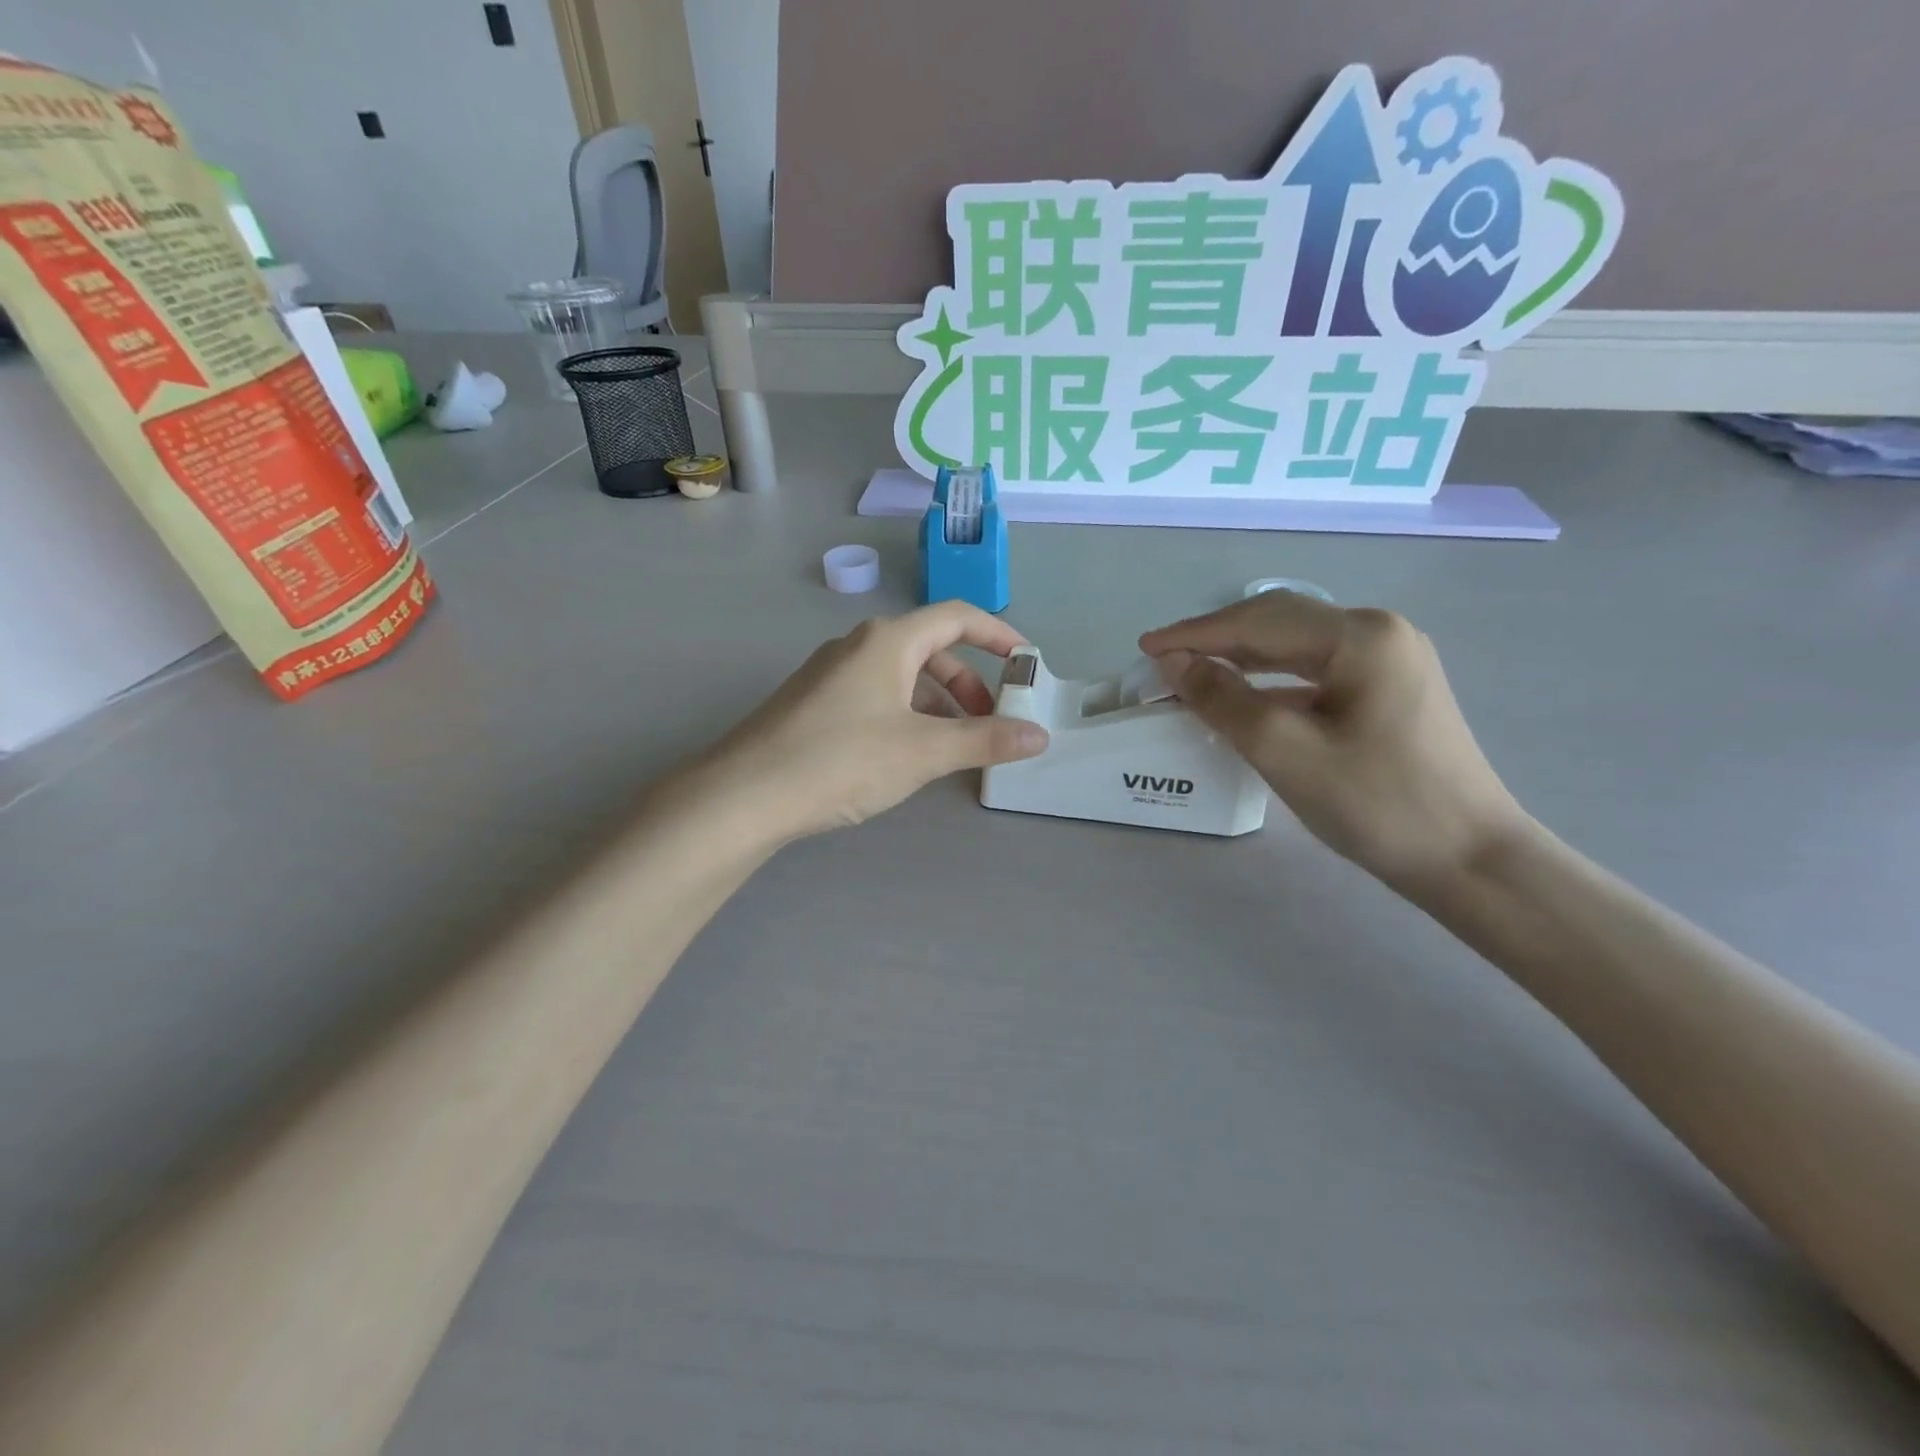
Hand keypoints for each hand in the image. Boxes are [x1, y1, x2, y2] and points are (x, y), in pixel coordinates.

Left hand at [698, 602, 1049, 842]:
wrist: (743, 795)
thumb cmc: (841, 760)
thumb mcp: (922, 751)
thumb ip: (985, 740)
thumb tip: (1038, 736)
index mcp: (888, 640)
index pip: (957, 618)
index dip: (999, 636)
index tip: (1027, 665)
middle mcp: (858, 645)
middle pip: (930, 649)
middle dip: (968, 684)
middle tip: (990, 723)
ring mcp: (830, 674)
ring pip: (901, 677)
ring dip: (937, 704)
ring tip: (952, 747)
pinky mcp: (812, 703)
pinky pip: (875, 696)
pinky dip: (905, 715)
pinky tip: (904, 755)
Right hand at [1140, 592, 1526, 891]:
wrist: (1470, 860)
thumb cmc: (1377, 804)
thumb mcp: (1285, 751)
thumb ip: (1223, 700)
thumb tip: (1175, 663)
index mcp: (1360, 636)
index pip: (1258, 622)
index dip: (1195, 634)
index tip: (1144, 648)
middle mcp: (1378, 633)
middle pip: (1278, 623)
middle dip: (1216, 639)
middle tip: (1163, 659)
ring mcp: (1389, 660)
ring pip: (1296, 646)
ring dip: (1241, 658)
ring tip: (1192, 672)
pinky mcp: (1389, 690)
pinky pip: (1315, 671)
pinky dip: (1271, 680)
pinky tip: (1244, 696)